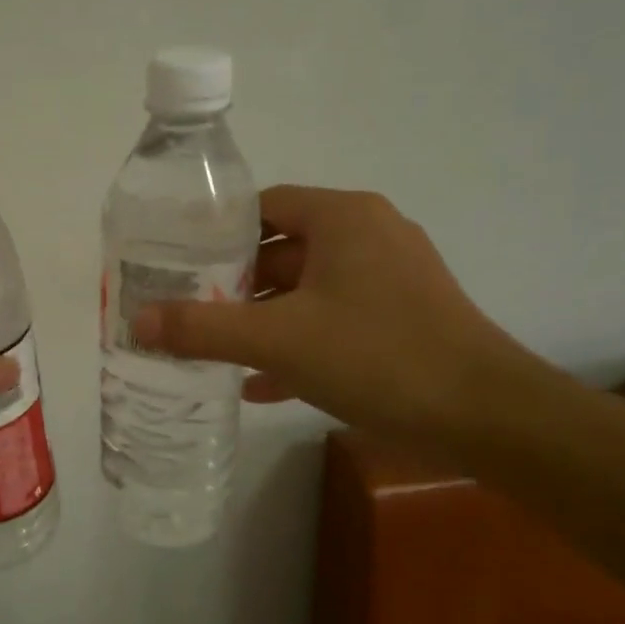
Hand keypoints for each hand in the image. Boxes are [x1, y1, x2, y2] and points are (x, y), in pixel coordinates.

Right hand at [133, 186, 521, 439]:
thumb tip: (137, 321)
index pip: (264, 206)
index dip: (216, 232)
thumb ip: (202, 328)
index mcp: (343, 218)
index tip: (178, 262)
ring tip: (213, 347)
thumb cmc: (377, 355)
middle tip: (186, 309)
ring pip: (307, 290)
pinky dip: (298, 345)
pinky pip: (334, 322)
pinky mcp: (403, 320)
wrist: (487, 417)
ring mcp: (391, 279)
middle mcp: (369, 236)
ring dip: (262, 319)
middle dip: (234, 283)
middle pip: (282, 249)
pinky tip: (261, 384)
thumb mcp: (277, 339)